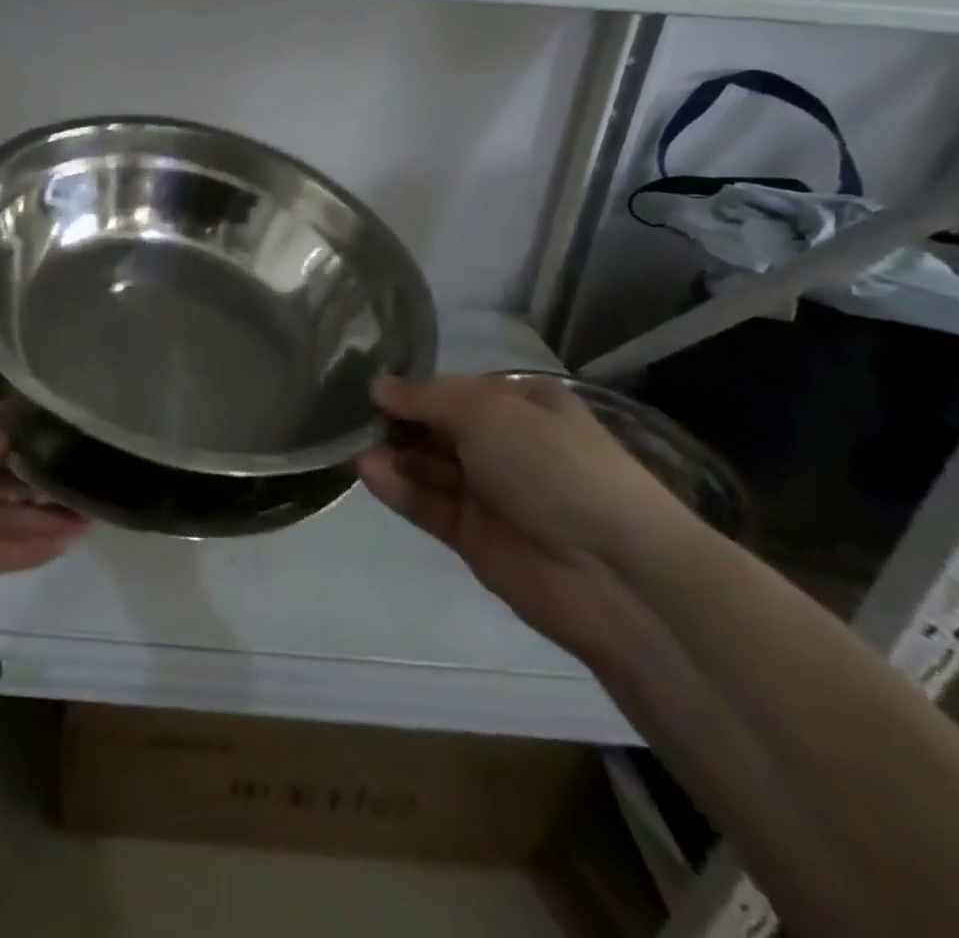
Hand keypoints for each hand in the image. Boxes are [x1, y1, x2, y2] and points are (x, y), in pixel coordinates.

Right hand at [356, 376, 686, 657]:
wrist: (614, 572)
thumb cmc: (553, 466)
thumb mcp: (487, 412)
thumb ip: (426, 399)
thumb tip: (377, 386)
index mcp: (520, 405)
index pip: (451, 390)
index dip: (409, 388)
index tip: (363, 385)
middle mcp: (503, 444)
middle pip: (434, 428)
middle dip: (393, 421)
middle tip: (344, 415)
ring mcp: (488, 493)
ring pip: (426, 467)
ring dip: (390, 454)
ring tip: (347, 443)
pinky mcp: (472, 536)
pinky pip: (427, 505)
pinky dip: (398, 488)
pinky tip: (366, 472)